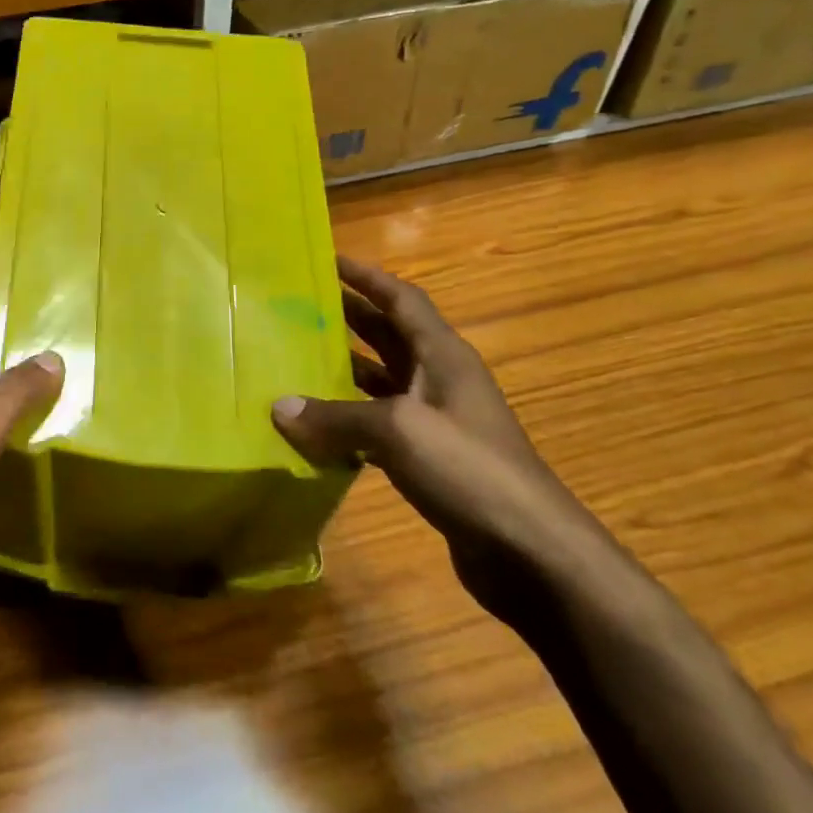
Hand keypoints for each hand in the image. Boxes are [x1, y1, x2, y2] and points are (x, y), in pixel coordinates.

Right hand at [272, 257, 607, 624]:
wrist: (532, 554)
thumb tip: (279, 408)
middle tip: (299, 306)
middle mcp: (441, 381)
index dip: (367, 277)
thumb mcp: (399, 431)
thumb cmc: (470, 470)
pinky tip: (316, 427)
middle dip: (348, 317)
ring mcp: (438, 422)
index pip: (402, 300)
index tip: (329, 259)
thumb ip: (336, 416)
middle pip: (389, 336)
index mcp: (443, 356)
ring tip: (296, 359)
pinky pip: (380, 426)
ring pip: (382, 382)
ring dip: (345, 369)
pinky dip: (349, 420)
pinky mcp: (431, 461)